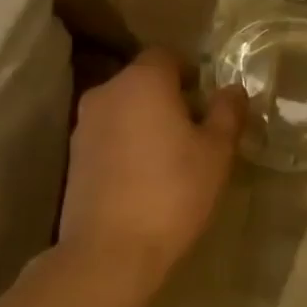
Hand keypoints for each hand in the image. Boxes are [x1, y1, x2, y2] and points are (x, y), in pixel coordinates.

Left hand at [60, 48, 244, 288]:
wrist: (111, 250)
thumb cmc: (173, 192)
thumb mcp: (216, 152)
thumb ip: (227, 113)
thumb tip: (232, 90)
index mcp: (142, 81)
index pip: (167, 56)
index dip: (191, 72)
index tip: (208, 101)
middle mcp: (107, 93)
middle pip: (142, 81)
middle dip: (169, 98)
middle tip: (196, 131)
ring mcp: (84, 125)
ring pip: (124, 110)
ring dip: (145, 122)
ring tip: (170, 158)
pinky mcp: (73, 157)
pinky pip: (108, 136)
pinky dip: (126, 145)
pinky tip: (144, 177)